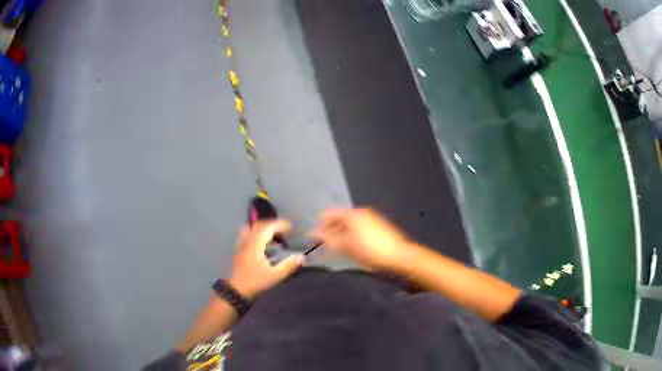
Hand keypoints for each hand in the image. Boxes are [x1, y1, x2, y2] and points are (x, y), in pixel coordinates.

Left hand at [229, 220, 304, 299]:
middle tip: (283, 230)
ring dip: (262, 229)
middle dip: (271, 225)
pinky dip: (255, 235)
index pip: (267, 228)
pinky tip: (261, 244)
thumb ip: (288, 265)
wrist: (236, 290)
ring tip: (272, 235)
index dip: (279, 225)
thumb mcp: (275, 276)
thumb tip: (301, 257)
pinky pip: (247, 236)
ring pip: (251, 230)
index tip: (290, 227)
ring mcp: (241, 245)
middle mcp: (247, 241)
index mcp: (255, 244)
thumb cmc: (256, 282)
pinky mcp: (239, 251)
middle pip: (258, 226)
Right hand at [311, 208, 412, 271]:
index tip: (313, 238)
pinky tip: (352, 247)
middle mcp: (362, 212)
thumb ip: (328, 239)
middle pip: (340, 218)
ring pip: (350, 224)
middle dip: (330, 230)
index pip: (330, 214)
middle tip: (324, 245)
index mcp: (353, 213)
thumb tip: (312, 233)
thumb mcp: (346, 246)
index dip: (320, 225)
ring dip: (341, 234)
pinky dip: (352, 235)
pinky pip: (359, 228)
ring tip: (337, 248)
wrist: (400, 256)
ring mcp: (372, 218)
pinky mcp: (379, 227)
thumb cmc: (370, 250)